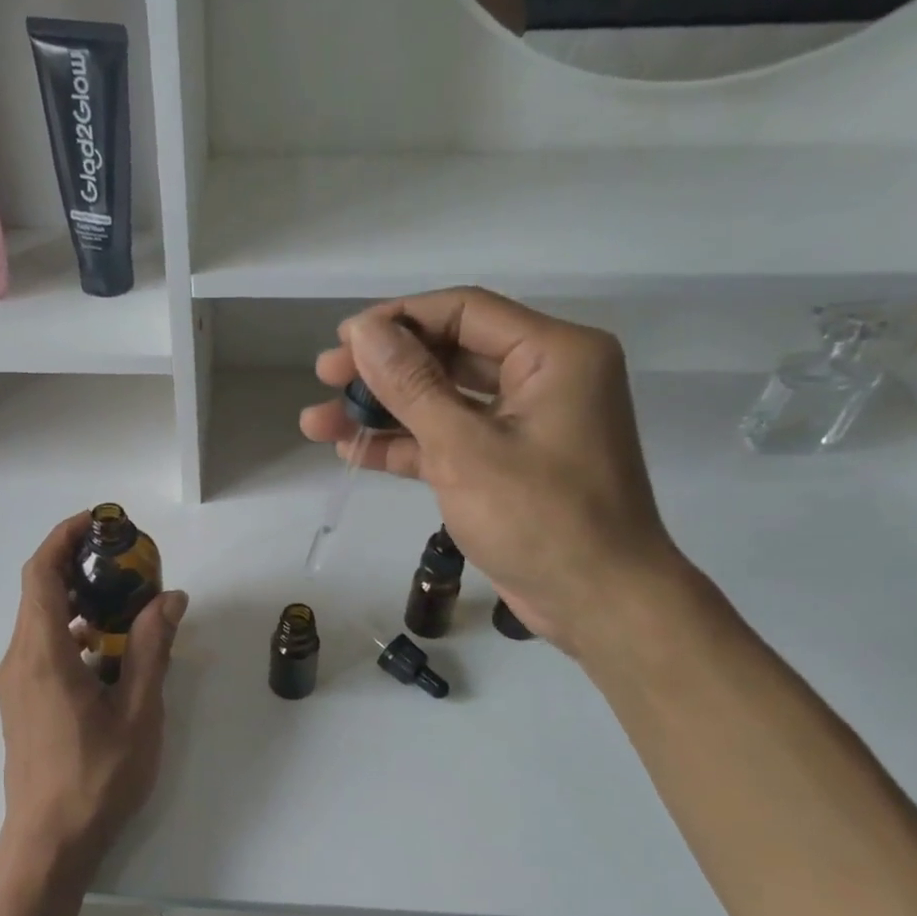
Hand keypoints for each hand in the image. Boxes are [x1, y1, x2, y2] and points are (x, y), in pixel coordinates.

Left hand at [0, 512, 187, 876]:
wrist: (49, 844)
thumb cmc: (96, 777)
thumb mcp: (138, 710)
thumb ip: (152, 649)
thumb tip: (171, 599)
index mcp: (42, 653)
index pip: (41, 573)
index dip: (65, 537)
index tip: (101, 522)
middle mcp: (19, 659)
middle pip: (40, 591)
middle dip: (80, 566)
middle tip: (128, 563)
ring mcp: (16, 683)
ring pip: (42, 621)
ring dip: (80, 602)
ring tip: (127, 605)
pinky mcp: (21, 702)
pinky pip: (43, 648)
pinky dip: (74, 633)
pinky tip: (110, 654)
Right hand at [299, 288, 684, 655]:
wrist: (598, 604)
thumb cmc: (540, 518)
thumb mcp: (465, 448)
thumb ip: (412, 385)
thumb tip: (364, 331)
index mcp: (553, 354)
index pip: (464, 312)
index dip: (396, 320)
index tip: (341, 341)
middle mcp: (542, 378)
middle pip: (448, 354)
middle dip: (382, 369)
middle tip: (324, 378)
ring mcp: (524, 424)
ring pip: (442, 401)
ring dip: (383, 411)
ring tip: (318, 422)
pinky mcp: (506, 465)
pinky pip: (449, 440)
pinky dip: (405, 445)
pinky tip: (353, 450)